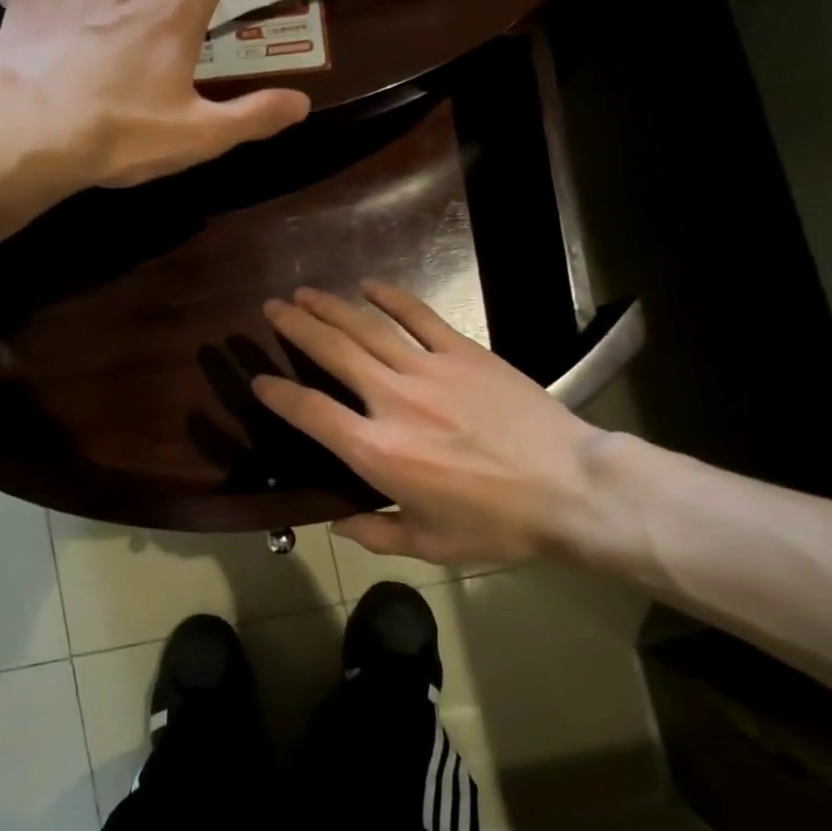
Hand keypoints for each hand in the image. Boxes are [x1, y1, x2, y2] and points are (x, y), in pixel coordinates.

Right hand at [251, 282, 607, 565]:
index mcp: (377, 452)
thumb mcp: (429, 544)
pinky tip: (370, 285)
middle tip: (272, 308)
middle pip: (332, 353)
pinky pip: (420, 318)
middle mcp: (393, 401)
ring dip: (331, 307)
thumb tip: (336, 524)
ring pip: (368, 329)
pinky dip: (392, 299)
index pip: (311, 411)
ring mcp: (430, 371)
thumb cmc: (497, 524)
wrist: (572, 490)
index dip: (278, 393)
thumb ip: (375, 534)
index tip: (259, 379)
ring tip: (304, 292)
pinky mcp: (464, 353)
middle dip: (296, 327)